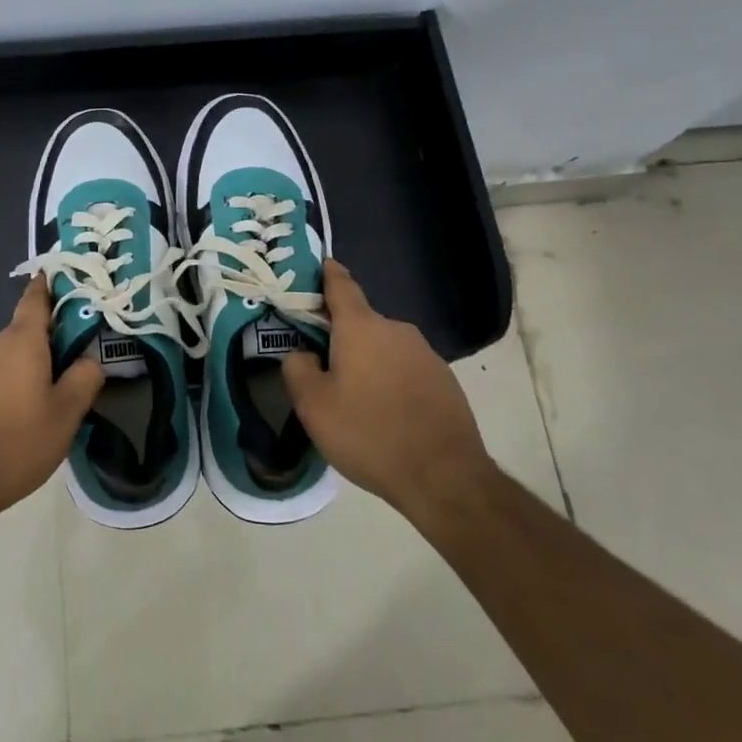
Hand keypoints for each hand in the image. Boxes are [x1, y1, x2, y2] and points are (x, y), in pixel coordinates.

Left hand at [0, 278, 103, 534]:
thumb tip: (89, 360)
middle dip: (44, 348)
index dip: (49, 286)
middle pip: (23, 335)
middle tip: (66, 376)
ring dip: (21, 373)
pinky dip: (0, 390)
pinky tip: (7, 423)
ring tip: (37, 409)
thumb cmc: (14, 444)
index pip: (36, 299)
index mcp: (20, 341)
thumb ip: (84, 380)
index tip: (61, 279)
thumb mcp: (65, 417)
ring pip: (4, 359)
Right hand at [281, 259, 493, 517]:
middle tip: (321, 367)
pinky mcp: (444, 380)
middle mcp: (396, 330)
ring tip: (354, 400)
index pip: (341, 285)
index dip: (327, 274)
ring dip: (367, 362)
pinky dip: (391, 381)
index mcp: (361, 327)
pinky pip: (405, 369)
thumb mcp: (313, 406)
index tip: (319, 265)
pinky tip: (385, 414)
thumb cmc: (369, 433)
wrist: (444, 477)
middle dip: (340, 337)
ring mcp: (425, 354)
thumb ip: (297, 369)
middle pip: (360, 323)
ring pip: (383, 348)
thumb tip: (302, 353)